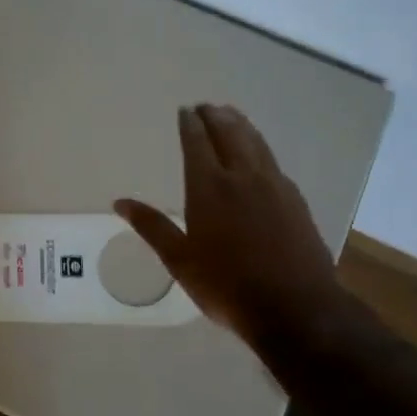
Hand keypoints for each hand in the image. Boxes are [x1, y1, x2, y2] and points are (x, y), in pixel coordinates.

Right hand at [115, 105, 342, 339]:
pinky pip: (273, 162)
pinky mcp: (296, 201)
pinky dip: (261, 148)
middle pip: (229, 134)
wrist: (296, 308)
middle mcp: (242, 177)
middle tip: (206, 106)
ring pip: (256, 143)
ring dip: (241, 125)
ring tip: (232, 115)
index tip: (185, 110)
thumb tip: (120, 203)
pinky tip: (260, 155)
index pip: (197, 143)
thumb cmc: (227, 285)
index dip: (190, 124)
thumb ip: (152, 226)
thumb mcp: (179, 260)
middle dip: (216, 117)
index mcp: (209, 188)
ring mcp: (274, 187)